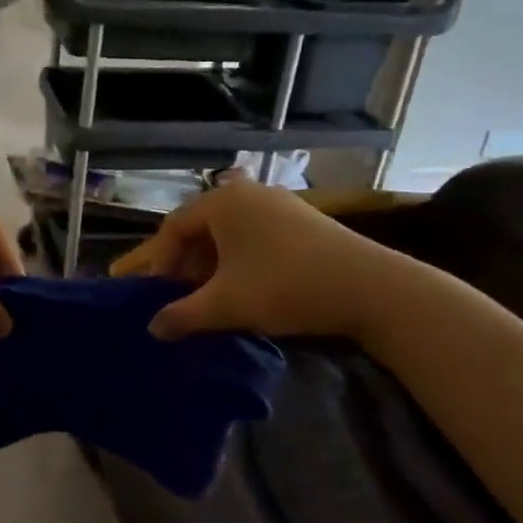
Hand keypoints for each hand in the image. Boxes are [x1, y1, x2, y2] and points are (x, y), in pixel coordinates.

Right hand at [111, 180, 408, 340]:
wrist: (371, 288)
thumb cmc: (286, 286)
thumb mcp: (226, 305)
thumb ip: (183, 316)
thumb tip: (153, 328)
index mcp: (222, 202)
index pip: (172, 228)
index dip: (157, 262)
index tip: (151, 294)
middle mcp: (246, 193)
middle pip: (199, 229)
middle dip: (182, 265)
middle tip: (173, 295)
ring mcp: (277, 204)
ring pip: (227, 235)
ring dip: (210, 266)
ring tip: (205, 296)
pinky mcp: (301, 221)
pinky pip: (252, 238)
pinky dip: (237, 262)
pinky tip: (241, 289)